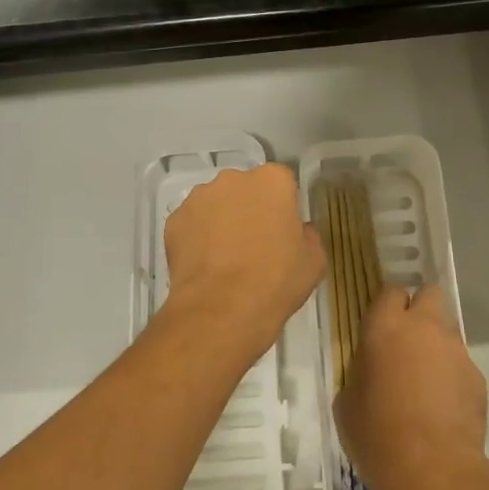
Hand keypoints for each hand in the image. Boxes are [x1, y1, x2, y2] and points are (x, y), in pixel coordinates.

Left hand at [162, 163, 324, 364]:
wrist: (221, 310)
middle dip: (250, 209)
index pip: (282, 183)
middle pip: (246, 189)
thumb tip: (298, 231)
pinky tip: (205, 266)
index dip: (283, 208)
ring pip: (216, 204)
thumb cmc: (276, 281)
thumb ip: (307, 235)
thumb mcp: (314, 260)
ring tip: (226, 259)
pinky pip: (192, 224)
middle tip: (255, 244)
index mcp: (272, 181)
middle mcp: (234, 179)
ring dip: (222, 221)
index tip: (283, 232)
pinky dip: (197, 238)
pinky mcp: (174, 220)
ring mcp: (199, 197)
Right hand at [333, 284, 488, 489]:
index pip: (390, 291)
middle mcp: (425, 327)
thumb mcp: (347, 402)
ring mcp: (456, 350)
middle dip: (420, 309)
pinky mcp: (478, 377)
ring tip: (425, 383)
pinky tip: (442, 408)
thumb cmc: (377, 436)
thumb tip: (371, 369)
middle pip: (429, 293)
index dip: (386, 307)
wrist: (433, 472)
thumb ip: (360, 371)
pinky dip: (452, 377)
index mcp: (386, 327)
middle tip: (407, 341)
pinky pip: (461, 365)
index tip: (379, 328)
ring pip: (447, 331)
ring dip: (436, 346)